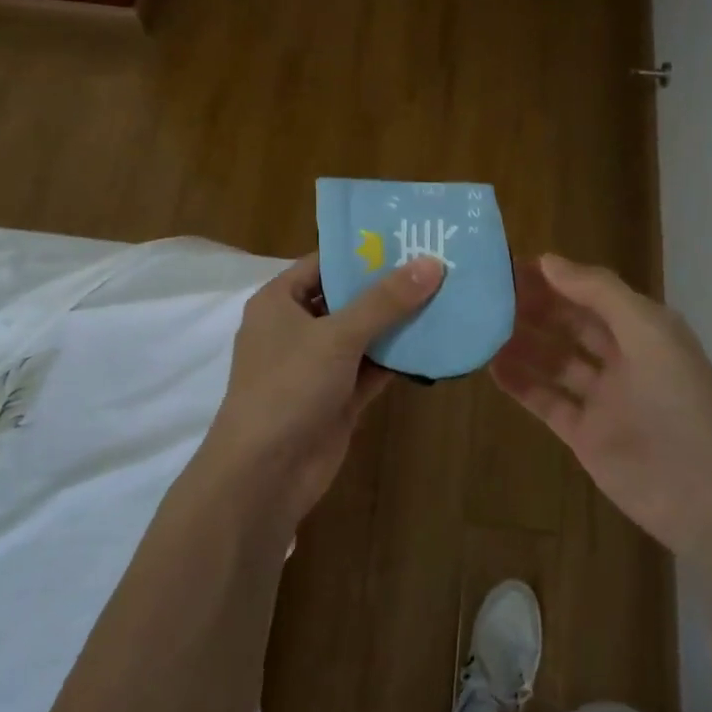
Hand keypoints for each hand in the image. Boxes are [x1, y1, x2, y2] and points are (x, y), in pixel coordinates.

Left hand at [195, 253, 444, 529]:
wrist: (265, 473)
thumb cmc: (289, 387)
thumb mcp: (337, 336)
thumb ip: (385, 301)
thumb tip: (431, 263)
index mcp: (279, 301)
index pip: (323, 263)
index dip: (362, 251)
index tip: (408, 238)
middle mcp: (295, 328)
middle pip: (347, 298)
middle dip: (388, 287)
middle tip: (437, 265)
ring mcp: (316, 366)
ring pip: (363, 336)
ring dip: (397, 324)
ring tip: (446, 297)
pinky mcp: (336, 398)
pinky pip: (371, 369)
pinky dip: (397, 359)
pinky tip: (434, 344)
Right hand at [491, 254, 711, 556]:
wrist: (703, 493)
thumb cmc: (678, 399)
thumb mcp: (647, 330)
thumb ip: (598, 292)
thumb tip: (547, 260)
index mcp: (643, 329)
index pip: (592, 293)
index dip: (556, 278)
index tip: (511, 265)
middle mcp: (622, 358)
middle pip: (570, 324)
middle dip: (534, 308)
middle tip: (488, 294)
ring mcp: (602, 399)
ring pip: (555, 362)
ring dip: (522, 343)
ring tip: (480, 325)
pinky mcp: (585, 435)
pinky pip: (547, 401)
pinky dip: (521, 384)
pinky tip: (491, 366)